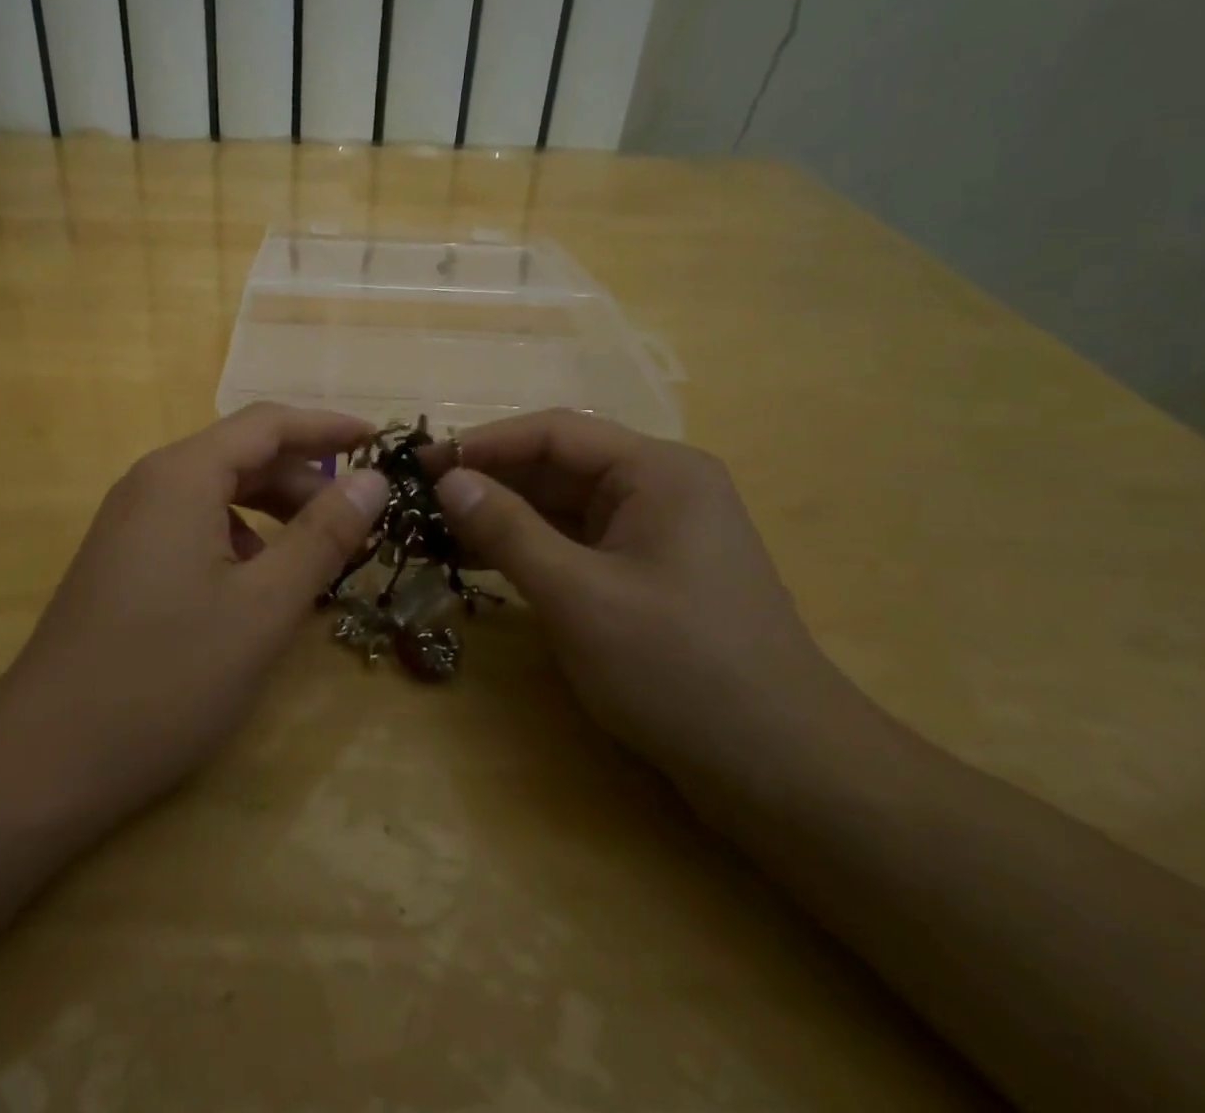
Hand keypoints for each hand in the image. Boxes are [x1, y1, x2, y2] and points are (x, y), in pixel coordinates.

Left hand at [0, 404, 389, 824]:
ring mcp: (129, 522)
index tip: (380, 440)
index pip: (268, 423)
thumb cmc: (167, 677)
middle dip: (304, 477)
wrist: (46, 759)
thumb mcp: (264, 606)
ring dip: (273, 510)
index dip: (327, 427)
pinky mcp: (122, 559)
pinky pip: (194, 524)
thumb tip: (374, 479)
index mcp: (182, 476)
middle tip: (358, 515)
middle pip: (241, 454)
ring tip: (318, 553)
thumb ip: (323, 535)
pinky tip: (259, 585)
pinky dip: (240, 538)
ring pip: (218, 492)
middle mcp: (150, 483)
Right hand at [432, 410, 864, 784]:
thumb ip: (508, 530)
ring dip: (506, 516)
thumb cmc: (678, 670)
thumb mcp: (578, 596)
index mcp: (657, 471)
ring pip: (566, 507)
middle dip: (491, 481)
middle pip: (560, 466)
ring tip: (439, 529)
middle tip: (420, 501)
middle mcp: (661, 487)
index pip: (555, 432)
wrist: (784, 772)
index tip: (422, 464)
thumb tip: (448, 480)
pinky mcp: (651, 574)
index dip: (483, 444)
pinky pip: (580, 543)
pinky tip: (486, 560)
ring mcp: (658, 533)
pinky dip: (533, 548)